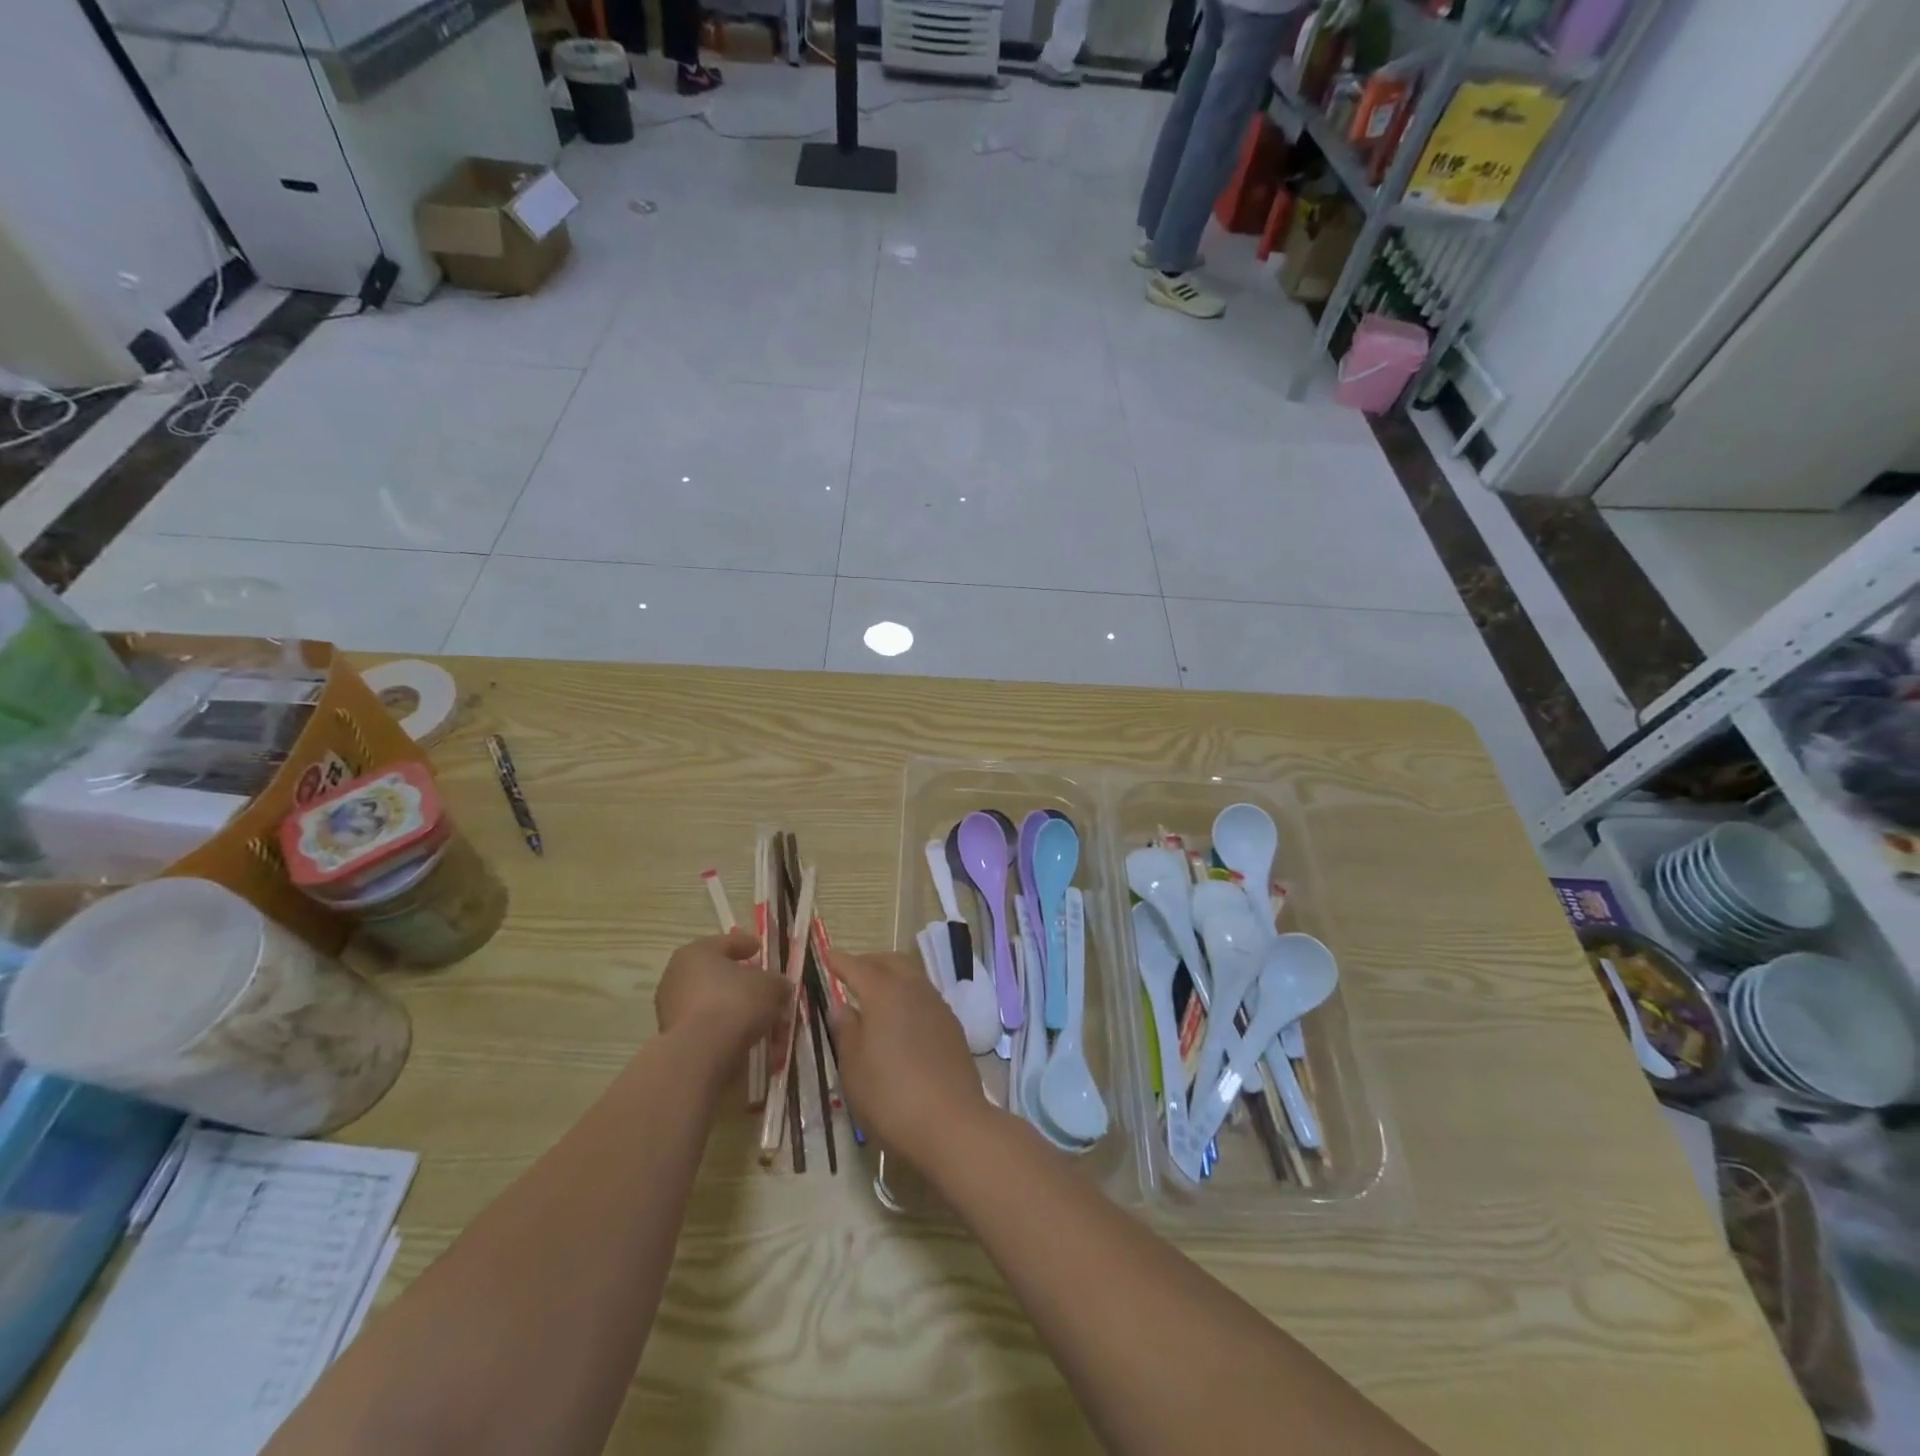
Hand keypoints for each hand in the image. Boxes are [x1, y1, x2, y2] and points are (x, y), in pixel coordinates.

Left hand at [655, 930, 788, 1060]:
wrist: (701, 1054)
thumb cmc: (735, 1003)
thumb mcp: (771, 986)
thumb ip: (777, 982)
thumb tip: (778, 987)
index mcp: (697, 952)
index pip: (726, 943)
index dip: (747, 945)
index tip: (760, 950)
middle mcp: (677, 975)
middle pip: (716, 973)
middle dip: (739, 980)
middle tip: (761, 986)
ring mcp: (670, 1008)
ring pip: (710, 1001)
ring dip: (732, 1007)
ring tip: (758, 1017)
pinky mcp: (672, 1037)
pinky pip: (705, 1025)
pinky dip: (724, 1028)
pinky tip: (744, 1035)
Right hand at [827, 950, 989, 1166]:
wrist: (951, 1123)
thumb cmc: (890, 1095)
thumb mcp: (853, 1067)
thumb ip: (845, 1030)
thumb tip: (840, 1005)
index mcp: (884, 992)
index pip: (858, 967)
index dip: (840, 961)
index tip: (827, 956)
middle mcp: (914, 989)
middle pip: (891, 962)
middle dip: (869, 962)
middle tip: (851, 973)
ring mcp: (938, 1005)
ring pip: (912, 976)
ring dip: (892, 976)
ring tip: (874, 994)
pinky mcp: (952, 1026)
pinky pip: (925, 996)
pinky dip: (908, 995)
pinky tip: (900, 1017)